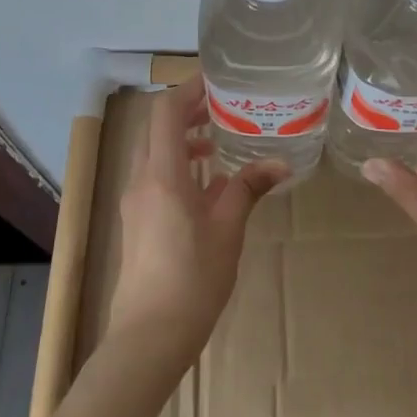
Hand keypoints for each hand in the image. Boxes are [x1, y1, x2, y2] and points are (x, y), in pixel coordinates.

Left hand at [108, 75, 285, 368]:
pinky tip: (208, 185)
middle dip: (188, 112)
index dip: (188, 89)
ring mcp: (135, 201)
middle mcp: (142, 180)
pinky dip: (178, 166)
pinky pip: (155, 176)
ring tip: (218, 143)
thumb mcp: (228, 229)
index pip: (166, 112)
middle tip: (223, 107)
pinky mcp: (137, 220)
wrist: (149, 336)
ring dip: (183, 140)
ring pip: (155, 153)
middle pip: (157, 129)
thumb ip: (249, 188)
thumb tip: (280, 163)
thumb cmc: (193, 278)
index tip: (215, 80)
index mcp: (162, 174)